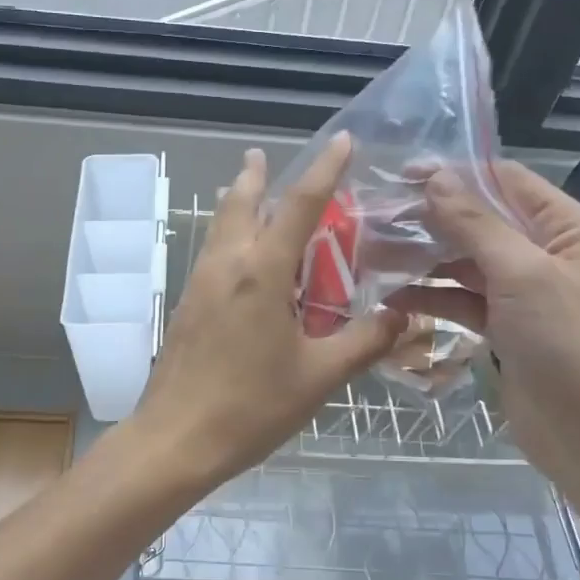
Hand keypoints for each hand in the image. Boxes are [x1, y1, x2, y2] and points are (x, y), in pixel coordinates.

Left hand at [132, 135, 406, 487]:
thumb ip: (364, 341)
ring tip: (247, 191)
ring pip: (219, 228)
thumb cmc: (251, 406)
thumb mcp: (319, 376)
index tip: (342, 140)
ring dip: (236, 203)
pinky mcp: (187, 307)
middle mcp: (226, 266)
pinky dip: (228, 237)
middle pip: (239, 204)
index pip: (299, 205)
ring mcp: (200, 285)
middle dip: (254, 176)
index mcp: (261, 273)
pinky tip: (238, 258)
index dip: (324, 169)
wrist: (175, 439)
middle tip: (262, 156)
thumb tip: (404, 316)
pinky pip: (212, 255)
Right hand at [390, 160, 579, 496]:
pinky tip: (392, 299)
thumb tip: (435, 178)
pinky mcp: (504, 327)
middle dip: (430, 219)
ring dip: (423, 259)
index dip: (456, 173)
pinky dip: (431, 297)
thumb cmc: (567, 343)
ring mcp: (524, 293)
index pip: (507, 181)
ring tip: (373, 256)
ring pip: (465, 262)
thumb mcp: (522, 275)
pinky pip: (461, 300)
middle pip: (480, 221)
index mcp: (567, 229)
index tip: (401, 174)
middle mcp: (546, 253)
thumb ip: (476, 224)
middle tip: (375, 217)